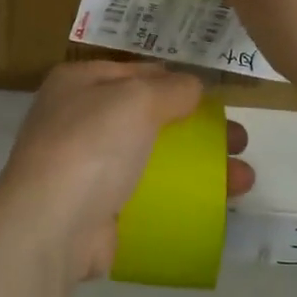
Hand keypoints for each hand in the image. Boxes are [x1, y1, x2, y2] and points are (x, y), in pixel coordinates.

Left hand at [0, 61, 253, 283]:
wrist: (52, 225)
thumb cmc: (91, 145)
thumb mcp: (136, 98)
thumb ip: (172, 88)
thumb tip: (193, 86)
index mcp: (78, 82)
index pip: (134, 71)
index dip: (174, 79)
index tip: (214, 94)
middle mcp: (78, 119)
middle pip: (148, 116)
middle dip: (196, 126)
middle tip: (238, 138)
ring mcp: (85, 167)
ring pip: (152, 157)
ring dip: (199, 164)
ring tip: (244, 178)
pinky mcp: (97, 208)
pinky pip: (147, 195)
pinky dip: (180, 197)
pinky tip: (215, 205)